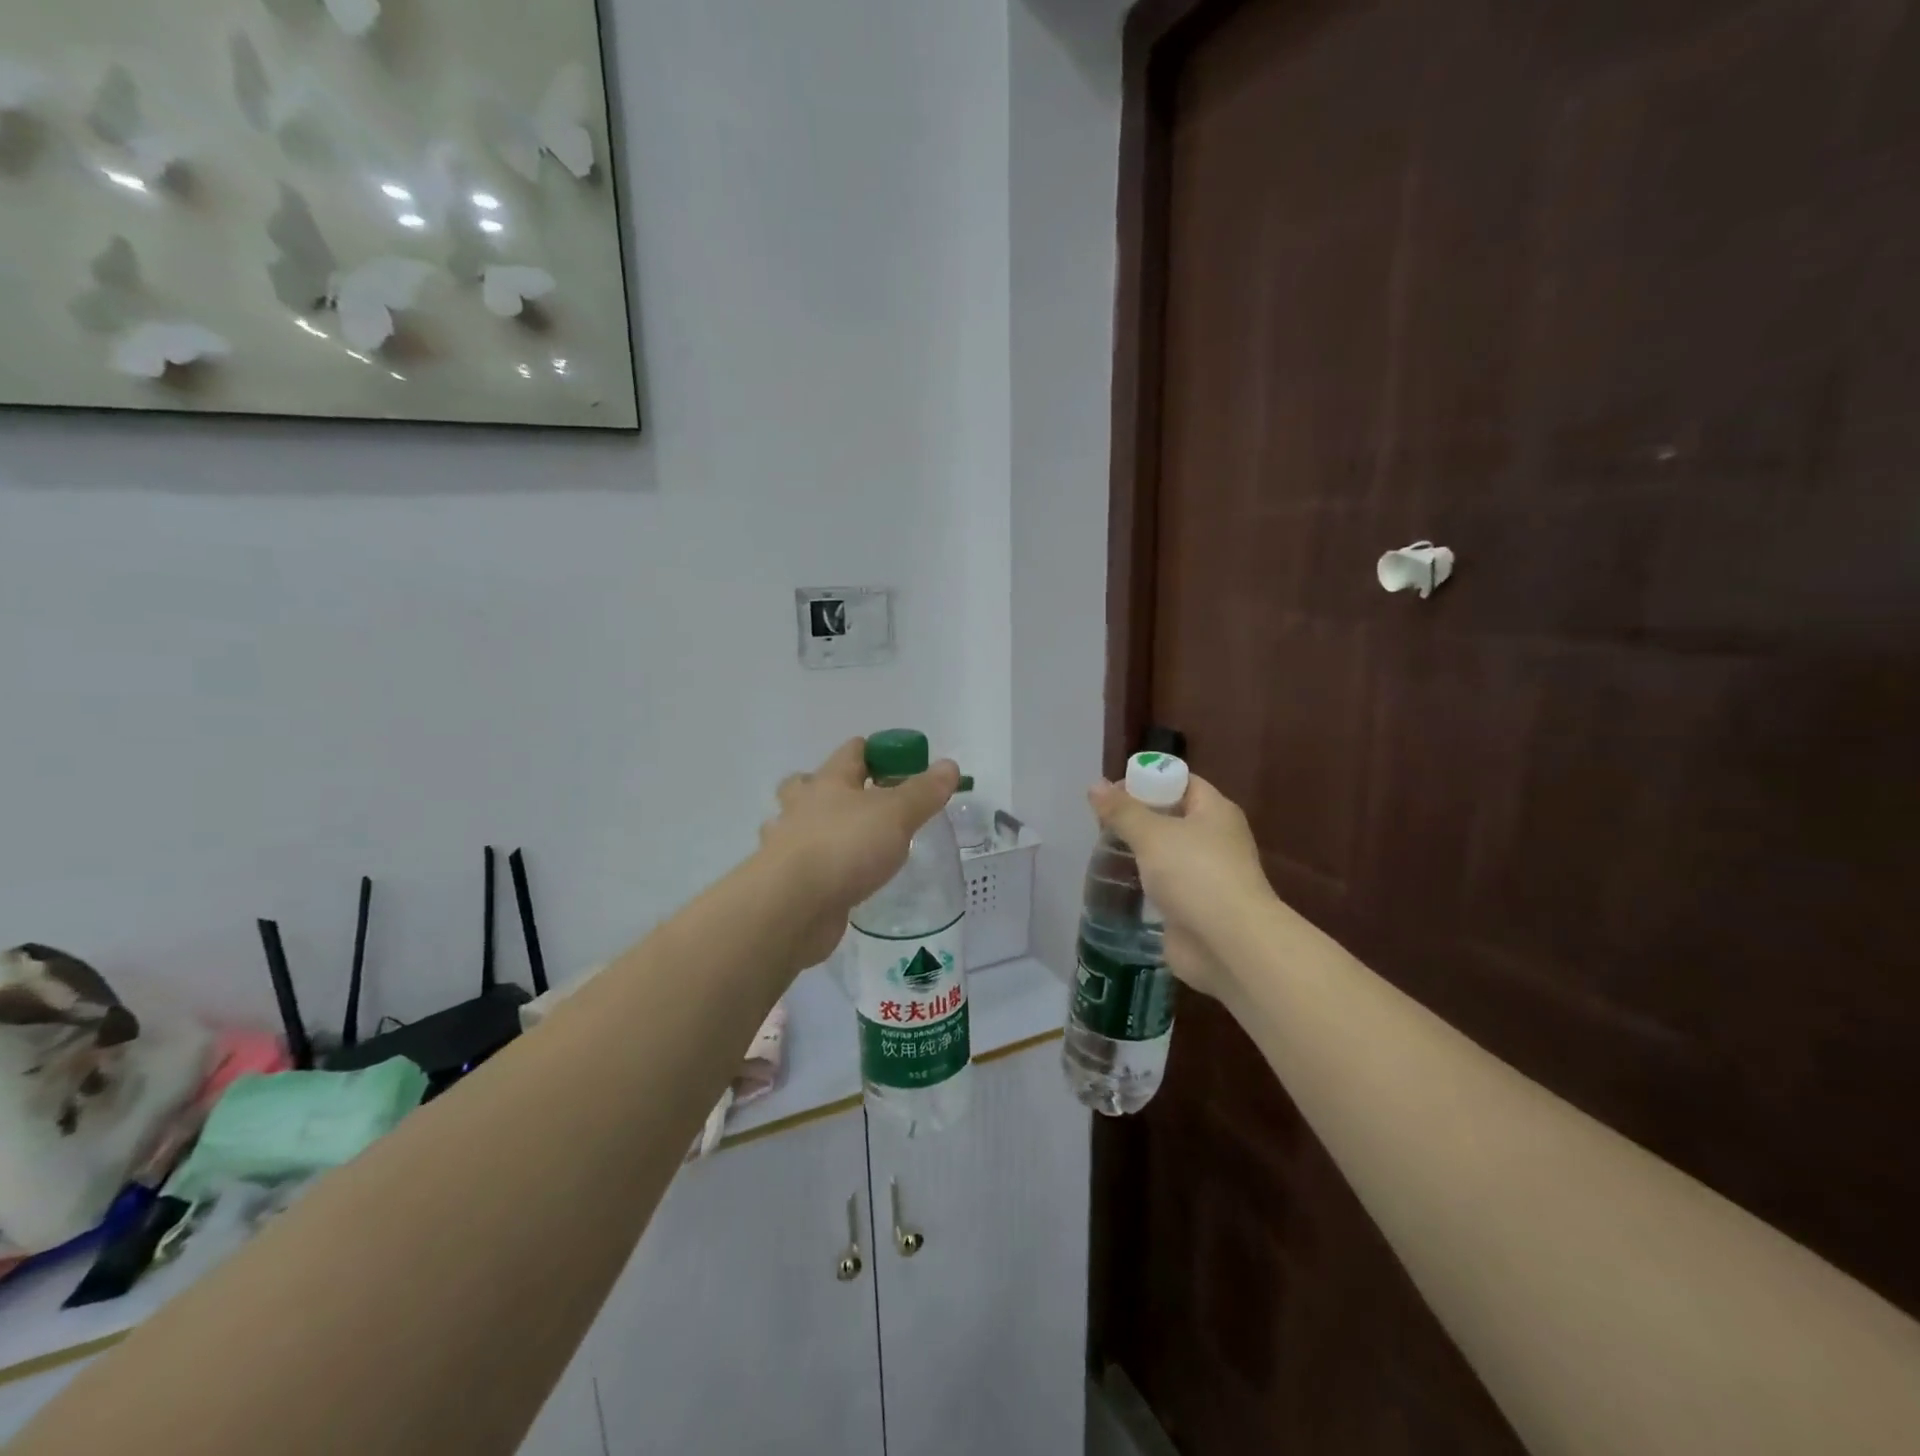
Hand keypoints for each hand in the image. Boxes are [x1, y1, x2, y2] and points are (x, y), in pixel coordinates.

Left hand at [761, 738, 959, 967]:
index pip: (852, 751)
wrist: (791, 906)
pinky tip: (835, 879)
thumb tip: (949, 765)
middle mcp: (802, 807)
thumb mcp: (896, 815)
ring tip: (846, 841)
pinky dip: (816, 866)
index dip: (878, 751)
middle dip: (831, 787)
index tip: (904, 765)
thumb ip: (923, 792)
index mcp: (829, 782)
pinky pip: (801, 864)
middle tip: (863, 801)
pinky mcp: (785, 882)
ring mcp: (787, 844)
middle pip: (808, 783)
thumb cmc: (845, 847)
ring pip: (797, 824)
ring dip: (814, 827)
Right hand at [1087, 773, 1274, 999]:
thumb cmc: (1195, 875)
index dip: (1147, 781)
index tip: (1111, 793)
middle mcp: (1215, 839)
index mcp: (1215, 811)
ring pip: (1166, 853)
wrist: (1229, 945)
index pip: (1180, 782)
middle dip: (1136, 818)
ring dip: (1138, 853)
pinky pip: (1165, 885)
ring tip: (1102, 853)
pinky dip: (1144, 884)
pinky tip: (1117, 885)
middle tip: (1101, 825)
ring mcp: (1206, 875)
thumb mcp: (1152, 834)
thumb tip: (1095, 785)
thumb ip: (1122, 811)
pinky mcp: (1195, 906)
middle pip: (1171, 816)